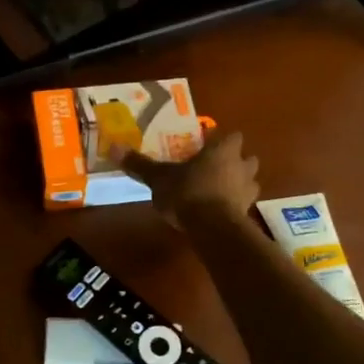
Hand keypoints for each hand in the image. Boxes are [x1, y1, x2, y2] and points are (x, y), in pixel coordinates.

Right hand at [121, 129, 259, 228]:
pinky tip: (219, 213)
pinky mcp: (247, 213)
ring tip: (218, 192)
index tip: (207, 147)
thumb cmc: (187, 193)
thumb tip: (114, 147)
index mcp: (223, 149)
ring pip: (249, 181)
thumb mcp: (159, 178)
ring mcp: (248, 190)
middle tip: (215, 169)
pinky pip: (243, 204)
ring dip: (238, 185)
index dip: (221, 141)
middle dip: (235, 162)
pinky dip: (234, 206)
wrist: (212, 228)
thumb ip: (140, 164)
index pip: (231, 136)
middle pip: (246, 158)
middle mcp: (241, 165)